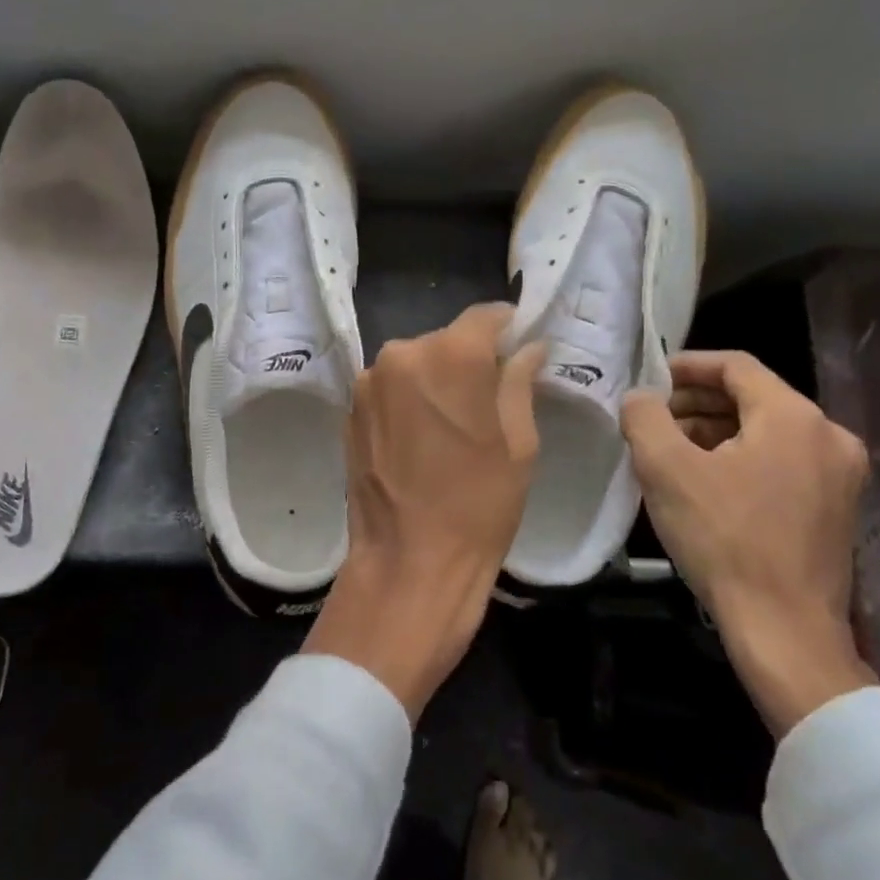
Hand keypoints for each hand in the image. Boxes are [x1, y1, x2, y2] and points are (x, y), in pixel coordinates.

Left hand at [304, 304, 544, 722]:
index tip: (519, 345)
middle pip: (446, 340)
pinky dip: (408, 400)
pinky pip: (390, 388)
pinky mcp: (350, 409)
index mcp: (451, 356)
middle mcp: (402, 354)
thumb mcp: (518, 444)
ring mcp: (369, 381)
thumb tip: (528, 347)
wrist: (407, 564)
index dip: (506, 327)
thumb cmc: (478, 507)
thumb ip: (519, 383)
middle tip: (488, 397)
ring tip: (450, 425)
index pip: (485, 316)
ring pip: (415, 363)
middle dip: (469, 359)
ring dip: (435, 380)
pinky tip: (420, 439)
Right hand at [621, 350, 877, 734]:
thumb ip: (645, 417)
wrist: (784, 630)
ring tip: (671, 451)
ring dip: (716, 431)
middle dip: (697, 403)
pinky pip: (781, 461)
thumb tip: (640, 398)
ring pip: (767, 431)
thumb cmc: (724, 539)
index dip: (687, 366)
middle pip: (753, 397)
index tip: (650, 380)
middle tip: (653, 419)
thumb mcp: (666, 470)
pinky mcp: (836, 507)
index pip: (735, 366)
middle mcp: (829, 436)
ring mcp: (839, 475)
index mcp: (795, 417)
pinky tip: (704, 482)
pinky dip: (741, 458)